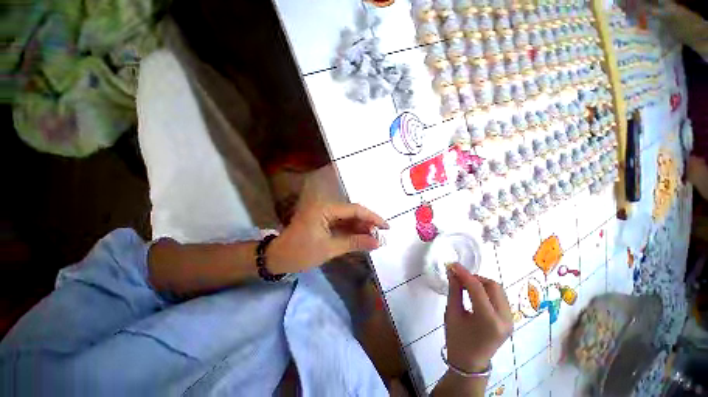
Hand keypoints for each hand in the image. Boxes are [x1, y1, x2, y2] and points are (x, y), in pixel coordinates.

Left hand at [267, 203, 388, 273]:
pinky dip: (352, 230)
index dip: (372, 218)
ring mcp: (324, 213)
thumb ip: (354, 243)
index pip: (355, 210)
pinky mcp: (323, 220)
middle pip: (352, 212)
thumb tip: (377, 243)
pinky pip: (342, 223)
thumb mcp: (329, 249)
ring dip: (361, 227)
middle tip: (381, 235)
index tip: (386, 227)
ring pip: (348, 218)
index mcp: (325, 209)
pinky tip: (361, 237)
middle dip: (367, 223)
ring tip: (374, 238)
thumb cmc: (300, 253)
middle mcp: (325, 206)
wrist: (277, 257)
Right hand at [444, 263, 512, 371]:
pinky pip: (499, 297)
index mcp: (488, 321)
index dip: (464, 273)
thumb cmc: (457, 340)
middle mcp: (504, 319)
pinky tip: (475, 294)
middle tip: (459, 278)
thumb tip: (452, 271)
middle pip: (493, 286)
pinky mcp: (509, 320)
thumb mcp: (452, 313)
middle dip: (475, 278)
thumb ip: (454, 290)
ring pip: (498, 290)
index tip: (452, 264)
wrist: (470, 363)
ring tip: (466, 286)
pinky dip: (486, 291)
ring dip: (481, 283)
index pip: (477, 288)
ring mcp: (510, 320)